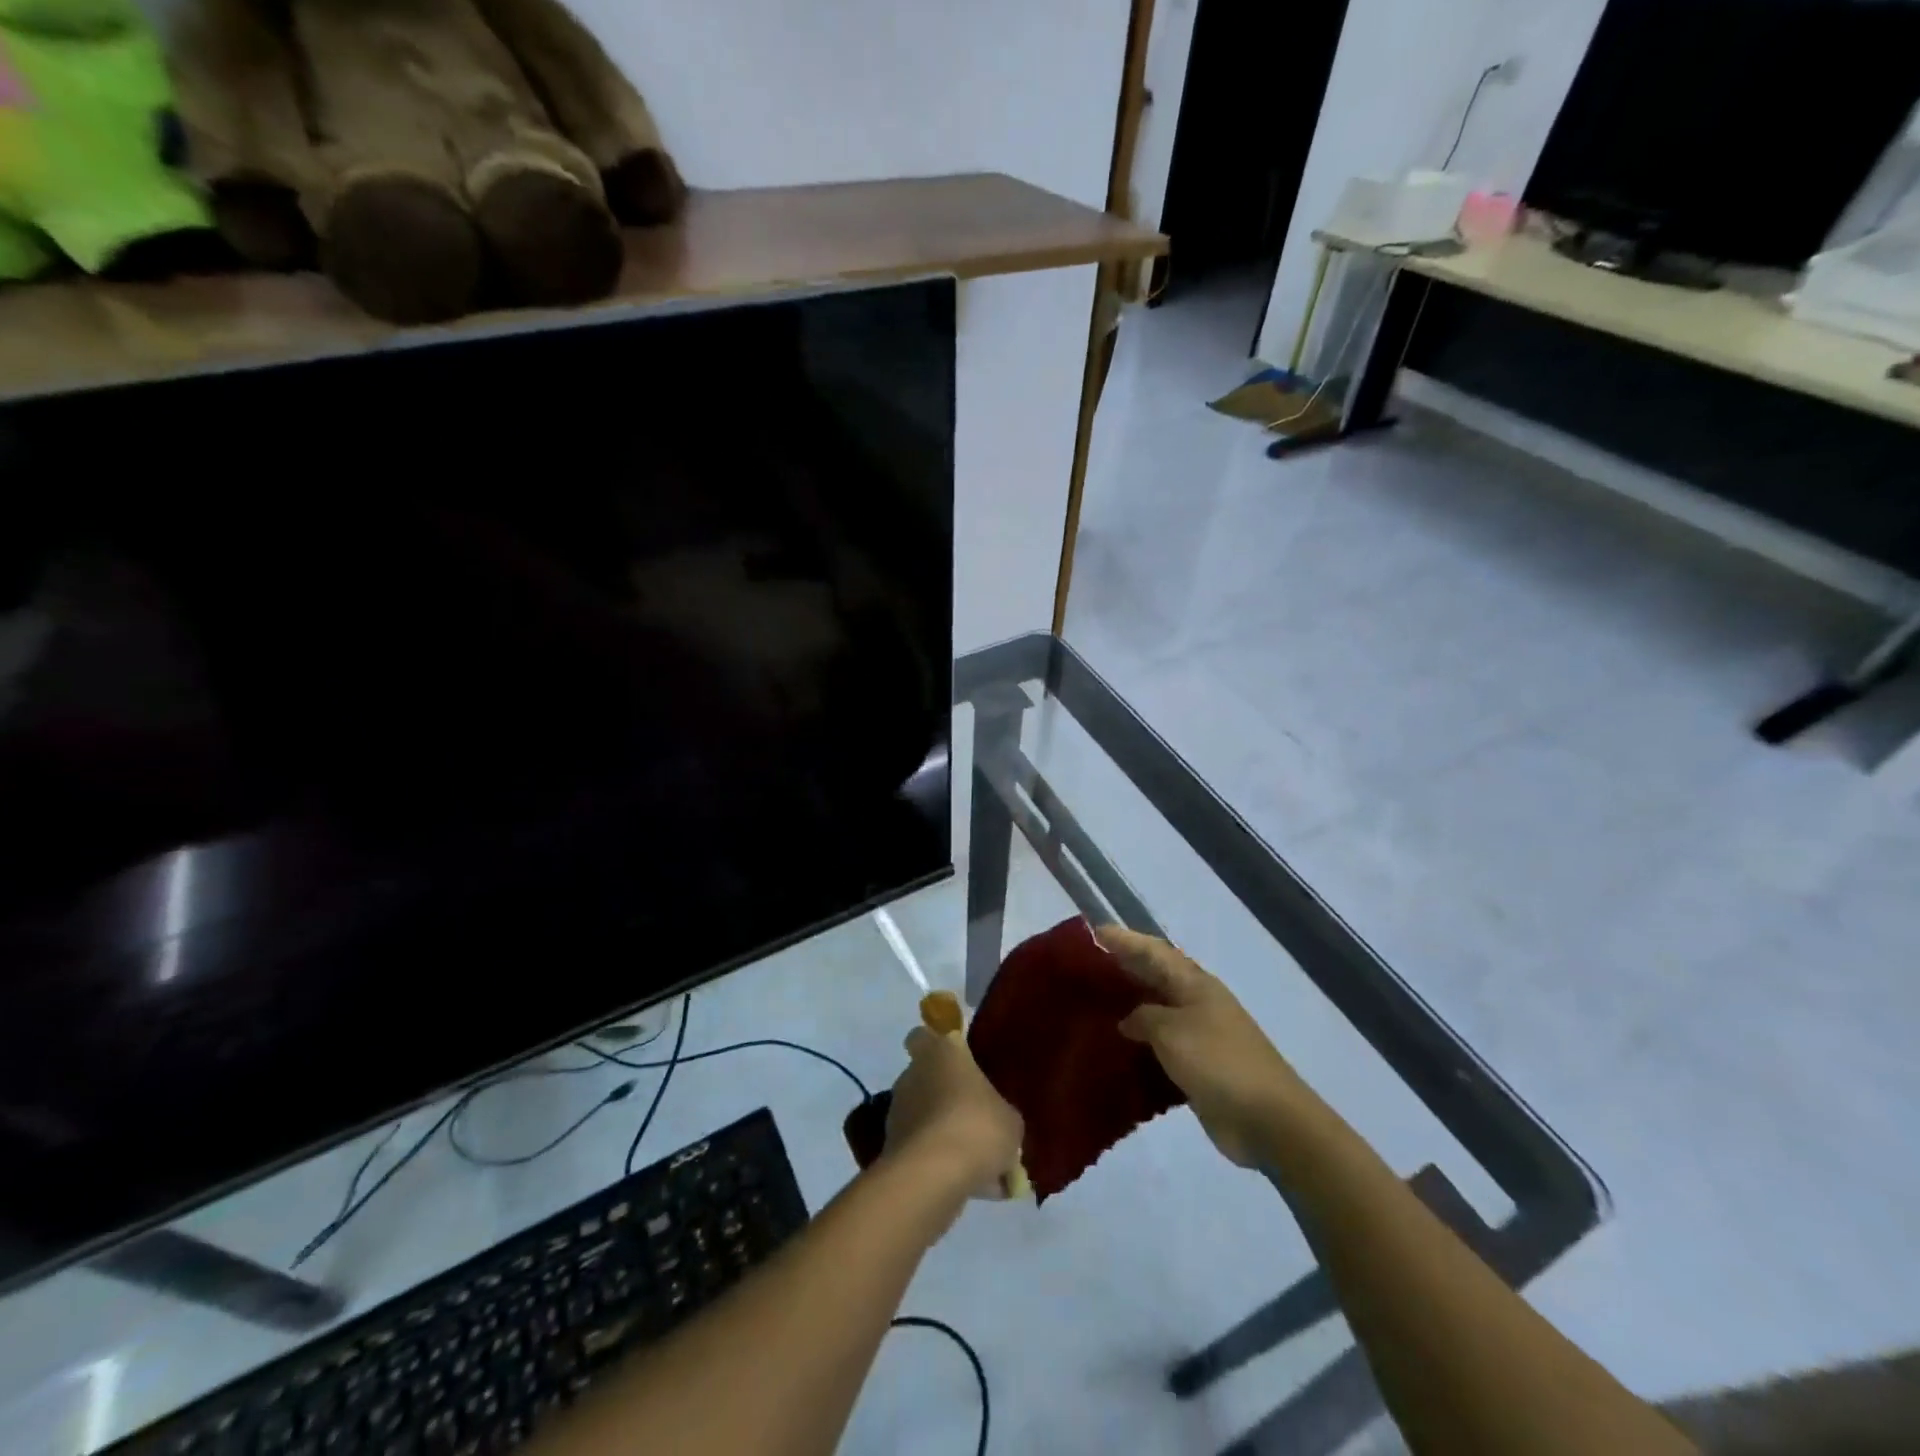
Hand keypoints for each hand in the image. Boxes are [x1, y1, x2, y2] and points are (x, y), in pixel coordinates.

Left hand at [883, 1026, 1023, 1199]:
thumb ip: (1002, 1115)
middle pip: (928, 1080)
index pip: (923, 1036)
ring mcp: (899, 1114)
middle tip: (978, 1120)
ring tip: (982, 1165)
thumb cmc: (977, 1126)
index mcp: (939, 1054)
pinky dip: (942, 1165)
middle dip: (948, 1099)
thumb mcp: (1010, 1120)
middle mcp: (913, 1076)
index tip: (956, 1061)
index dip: (936, 1046)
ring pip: (926, 1119)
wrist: (934, 1176)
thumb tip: (998, 1122)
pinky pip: (924, 1152)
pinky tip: (973, 1186)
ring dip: (946, 1135)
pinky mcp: (893, 1150)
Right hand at [1099, 926, 1305, 1167]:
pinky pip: (1161, 1045)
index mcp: (1194, 983)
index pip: (1153, 950)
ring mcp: (1199, 1034)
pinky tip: (1115, 1049)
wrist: (1269, 1119)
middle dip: (1123, 968)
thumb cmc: (1218, 1062)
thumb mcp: (1172, 1032)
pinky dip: (1139, 1044)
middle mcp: (1196, 1001)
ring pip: (1156, 1011)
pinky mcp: (1198, 1066)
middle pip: (1155, 976)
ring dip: (1128, 1007)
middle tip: (1084, 967)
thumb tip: (1130, 1019)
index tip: (1092, 933)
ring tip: (1092, 1005)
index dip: (1124, 940)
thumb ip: (1144, 1017)